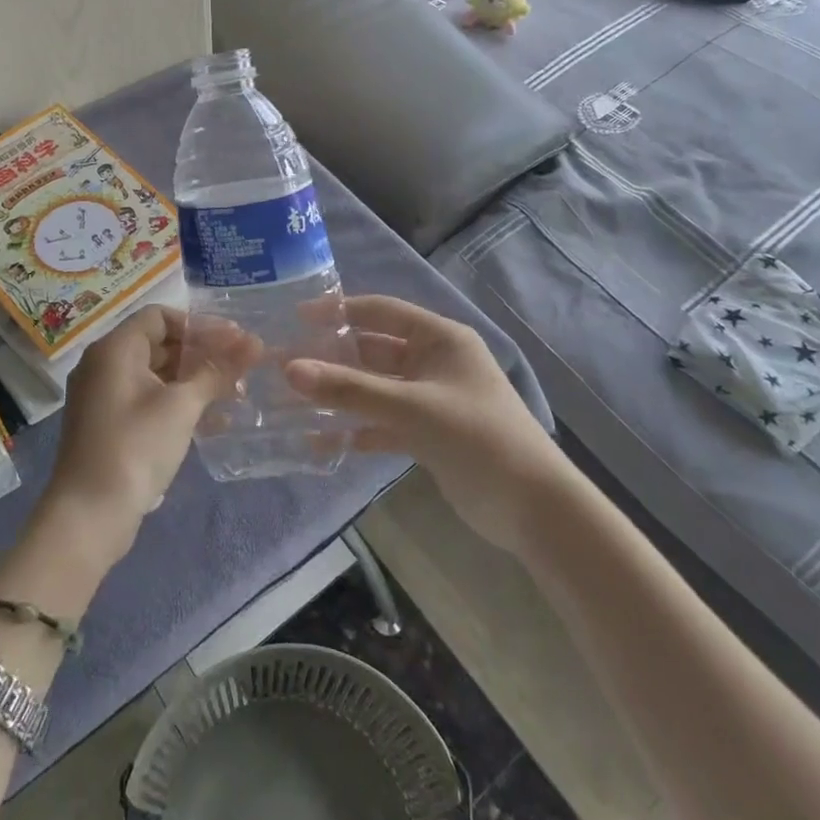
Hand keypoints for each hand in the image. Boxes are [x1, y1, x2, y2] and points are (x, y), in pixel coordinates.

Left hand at [43, 306, 258, 562]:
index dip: (199, 324)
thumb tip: (254, 344)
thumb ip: (217, 371)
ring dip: (196, 380)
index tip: (233, 340)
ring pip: (158, 374)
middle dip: (203, 353)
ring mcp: (105, 396)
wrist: (89, 515)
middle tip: (242, 365)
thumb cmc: (135, 447)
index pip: (160, 316)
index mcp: (115, 348)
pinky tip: (215, 421)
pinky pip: (149, 399)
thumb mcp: (182, 405)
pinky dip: (179, 403)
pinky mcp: (110, 424)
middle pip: (160, 343)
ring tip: (236, 393)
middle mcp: (105, 364)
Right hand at [284, 296, 572, 552]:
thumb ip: (350, 389)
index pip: (381, 311)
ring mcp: (431, 399)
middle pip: (374, 351)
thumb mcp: (411, 407)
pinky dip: (359, 428)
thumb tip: (289, 368)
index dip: (339, 311)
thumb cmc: (476, 438)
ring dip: (342, 395)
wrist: (534, 508)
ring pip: (376, 388)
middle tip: (286, 365)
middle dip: (333, 358)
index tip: (296, 318)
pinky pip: (385, 422)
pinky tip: (324, 440)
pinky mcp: (429, 433)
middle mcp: (434, 361)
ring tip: (294, 401)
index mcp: (440, 338)